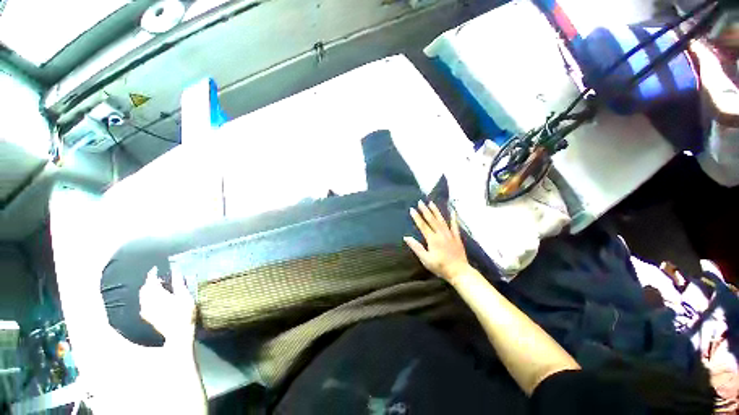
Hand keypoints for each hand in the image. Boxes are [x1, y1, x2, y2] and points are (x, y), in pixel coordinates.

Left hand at [139, 267, 196, 347]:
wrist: (178, 333)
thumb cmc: (184, 313)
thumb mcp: (185, 297)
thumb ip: (179, 284)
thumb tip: (176, 272)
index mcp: (158, 295)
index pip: (151, 281)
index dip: (152, 274)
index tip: (155, 268)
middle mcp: (149, 301)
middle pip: (144, 289)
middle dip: (149, 282)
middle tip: (158, 279)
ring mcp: (147, 310)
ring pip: (142, 297)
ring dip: (147, 290)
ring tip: (156, 288)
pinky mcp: (147, 317)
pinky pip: (143, 304)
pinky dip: (146, 299)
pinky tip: (151, 301)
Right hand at [404, 201, 471, 282]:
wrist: (459, 271)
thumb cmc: (440, 266)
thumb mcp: (425, 259)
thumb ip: (416, 247)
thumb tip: (406, 237)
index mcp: (432, 239)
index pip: (422, 225)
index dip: (416, 217)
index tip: (412, 209)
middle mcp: (441, 234)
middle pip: (431, 219)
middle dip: (425, 210)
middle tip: (420, 202)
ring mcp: (450, 234)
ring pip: (441, 220)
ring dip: (436, 211)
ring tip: (431, 203)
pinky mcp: (457, 237)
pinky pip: (455, 225)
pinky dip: (454, 218)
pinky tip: (453, 211)